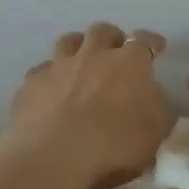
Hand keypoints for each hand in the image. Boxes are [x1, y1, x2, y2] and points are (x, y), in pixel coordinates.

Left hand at [1, 24, 172, 188]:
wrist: (54, 156)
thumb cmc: (114, 145)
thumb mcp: (155, 133)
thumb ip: (157, 108)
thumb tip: (151, 96)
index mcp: (129, 63)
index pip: (144, 41)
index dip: (152, 42)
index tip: (157, 47)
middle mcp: (93, 55)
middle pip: (102, 31)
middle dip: (112, 37)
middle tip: (116, 50)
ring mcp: (59, 66)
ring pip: (68, 41)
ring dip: (78, 46)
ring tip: (81, 59)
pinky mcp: (31, 82)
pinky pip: (43, 69)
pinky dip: (51, 75)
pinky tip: (51, 88)